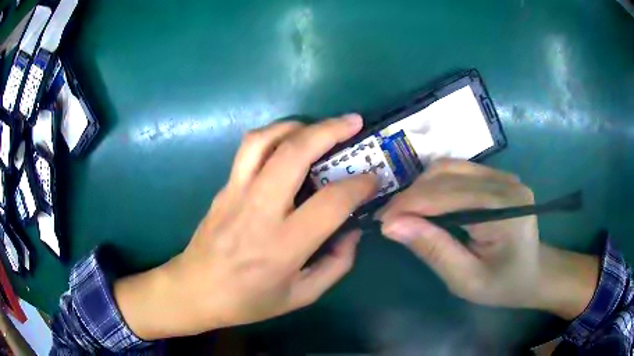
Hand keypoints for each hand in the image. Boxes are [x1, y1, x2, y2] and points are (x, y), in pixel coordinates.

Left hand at [115, 115, 376, 338]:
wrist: (195, 290)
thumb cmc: (248, 301)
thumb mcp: (301, 296)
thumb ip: (335, 265)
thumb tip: (352, 230)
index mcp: (282, 245)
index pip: (331, 202)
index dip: (359, 185)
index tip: (373, 178)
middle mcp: (258, 210)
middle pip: (294, 153)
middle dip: (329, 130)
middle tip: (353, 122)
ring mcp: (235, 193)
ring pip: (264, 140)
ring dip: (296, 125)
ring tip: (319, 127)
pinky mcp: (223, 188)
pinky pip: (248, 150)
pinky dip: (274, 136)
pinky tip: (288, 142)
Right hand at [379, 159, 598, 318]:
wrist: (534, 273)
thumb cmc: (503, 285)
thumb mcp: (466, 280)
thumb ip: (433, 250)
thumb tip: (392, 226)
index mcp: (505, 209)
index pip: (447, 195)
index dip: (409, 205)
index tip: (381, 221)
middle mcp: (506, 182)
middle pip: (446, 174)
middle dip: (411, 195)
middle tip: (390, 220)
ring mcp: (503, 175)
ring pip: (449, 166)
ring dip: (422, 187)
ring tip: (407, 212)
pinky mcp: (498, 176)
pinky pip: (458, 170)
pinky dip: (436, 185)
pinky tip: (429, 204)